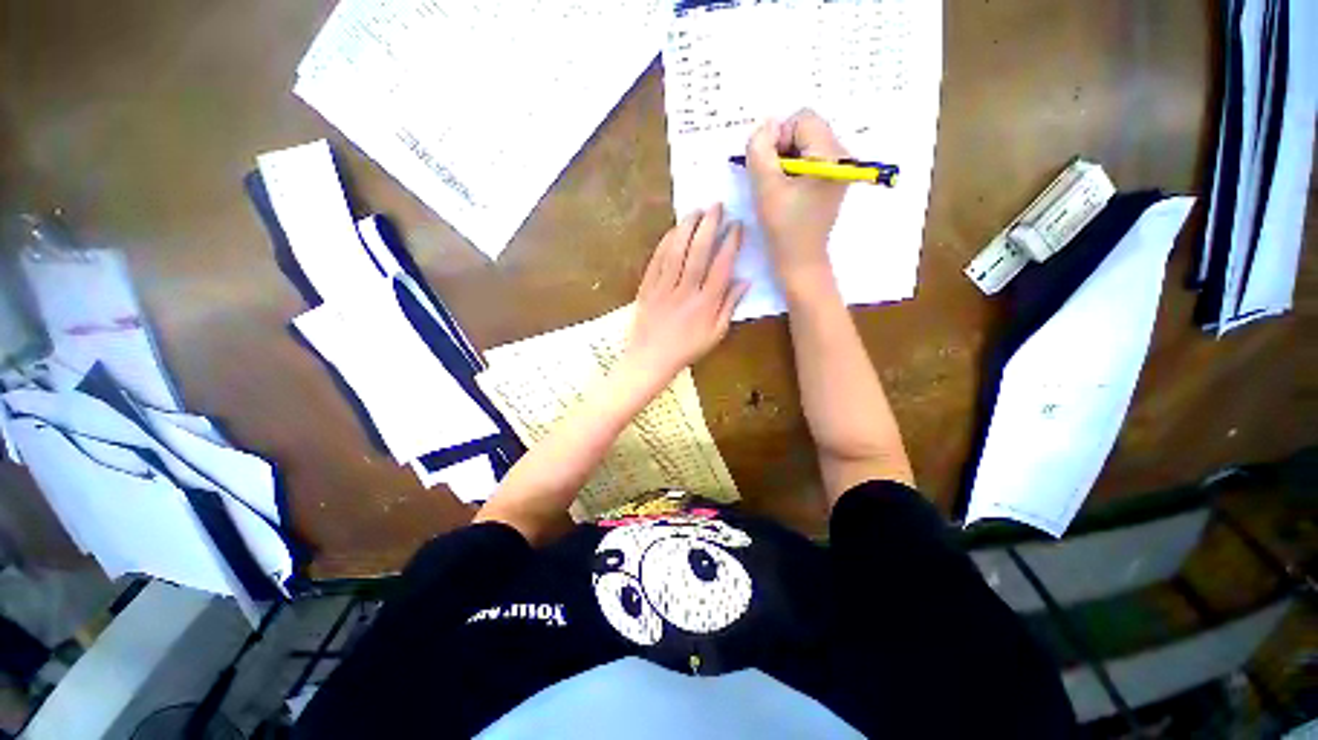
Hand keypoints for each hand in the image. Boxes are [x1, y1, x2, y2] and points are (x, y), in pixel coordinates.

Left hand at [625, 204, 748, 383]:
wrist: (651, 359)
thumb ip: (730, 306)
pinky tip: (673, 231)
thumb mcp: (716, 334)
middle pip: (699, 252)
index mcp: (706, 303)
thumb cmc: (687, 349)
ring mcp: (664, 288)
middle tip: (717, 205)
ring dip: (687, 227)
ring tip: (696, 210)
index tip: (737, 225)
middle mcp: (686, 291)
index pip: (722, 266)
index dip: (731, 243)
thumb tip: (745, 281)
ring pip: (677, 251)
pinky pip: (656, 261)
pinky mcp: (647, 287)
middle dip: (710, 225)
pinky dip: (665, 243)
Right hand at [745, 110, 848, 288]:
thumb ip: (760, 149)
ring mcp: (840, 168)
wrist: (800, 260)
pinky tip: (787, 191)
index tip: (770, 168)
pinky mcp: (833, 179)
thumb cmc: (783, 227)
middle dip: (782, 149)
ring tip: (779, 188)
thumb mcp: (765, 186)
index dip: (778, 138)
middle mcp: (843, 156)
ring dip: (786, 160)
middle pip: (806, 129)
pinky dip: (793, 169)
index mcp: (831, 155)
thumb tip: (766, 126)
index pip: (802, 119)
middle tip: (773, 179)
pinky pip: (810, 158)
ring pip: (806, 143)